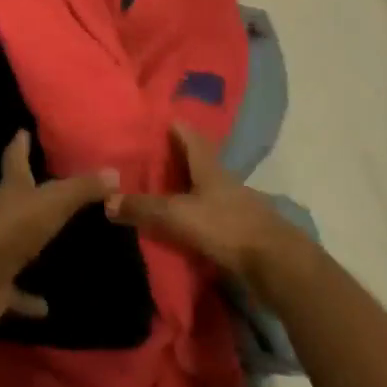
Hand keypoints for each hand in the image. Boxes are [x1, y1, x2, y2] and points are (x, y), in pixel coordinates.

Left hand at [0, 133, 117, 324]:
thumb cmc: (15, 227)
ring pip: (13, 243)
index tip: (20, 132)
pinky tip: (45, 306)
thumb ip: (83, 188)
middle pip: (11, 199)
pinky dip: (28, 298)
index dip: (18, 145)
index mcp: (10, 190)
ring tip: (48, 248)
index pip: (14, 160)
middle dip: (23, 192)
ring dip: (27, 246)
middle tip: (40, 187)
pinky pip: (15, 290)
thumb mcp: (54, 202)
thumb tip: (114, 173)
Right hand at [107, 122, 304, 295]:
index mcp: (209, 168)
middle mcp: (225, 181)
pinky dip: (198, 216)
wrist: (279, 266)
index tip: (157, 120)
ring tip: (161, 192)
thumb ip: (143, 208)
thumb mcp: (177, 216)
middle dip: (176, 159)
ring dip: (187, 189)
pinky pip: (214, 216)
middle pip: (199, 163)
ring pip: (207, 190)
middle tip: (149, 158)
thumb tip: (106, 201)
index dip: (175, 127)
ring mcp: (238, 206)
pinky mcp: (244, 231)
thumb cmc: (227, 228)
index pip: (191, 137)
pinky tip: (184, 224)